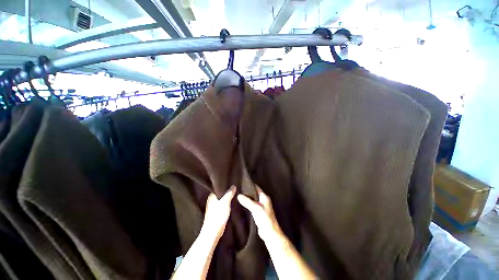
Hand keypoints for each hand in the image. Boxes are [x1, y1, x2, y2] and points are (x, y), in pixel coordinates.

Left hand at [201, 186, 235, 240]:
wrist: (213, 232)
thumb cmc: (217, 216)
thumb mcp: (225, 202)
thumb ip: (229, 193)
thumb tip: (233, 186)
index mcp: (212, 195)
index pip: (219, 187)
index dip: (226, 185)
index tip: (233, 183)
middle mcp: (212, 199)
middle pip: (221, 192)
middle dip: (227, 191)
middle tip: (236, 188)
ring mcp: (214, 206)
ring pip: (222, 198)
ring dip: (227, 197)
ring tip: (235, 194)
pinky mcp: (216, 212)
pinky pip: (223, 204)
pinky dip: (227, 203)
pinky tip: (232, 203)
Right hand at [237, 186, 280, 241]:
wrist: (269, 232)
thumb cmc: (264, 218)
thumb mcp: (255, 208)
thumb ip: (247, 201)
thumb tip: (239, 195)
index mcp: (264, 197)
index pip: (256, 188)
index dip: (250, 185)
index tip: (242, 183)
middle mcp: (263, 200)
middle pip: (254, 194)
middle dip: (247, 192)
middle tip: (238, 190)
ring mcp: (261, 207)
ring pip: (253, 200)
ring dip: (247, 199)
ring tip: (238, 197)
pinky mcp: (259, 213)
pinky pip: (252, 206)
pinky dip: (248, 205)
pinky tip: (242, 205)